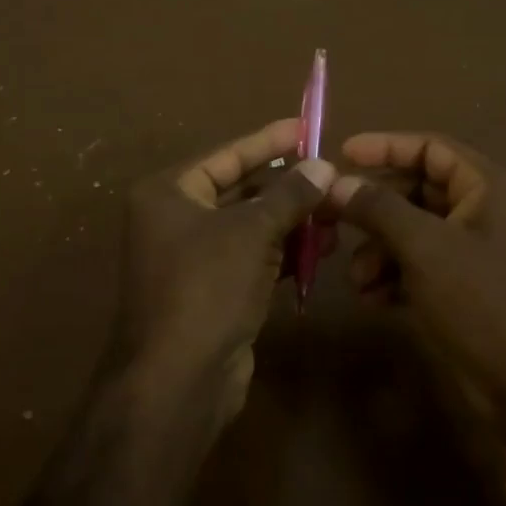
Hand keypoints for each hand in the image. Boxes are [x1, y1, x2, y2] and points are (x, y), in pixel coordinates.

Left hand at [120, 118, 335, 430]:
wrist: (178, 378)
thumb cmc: (206, 287)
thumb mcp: (251, 232)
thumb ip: (289, 195)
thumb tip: (324, 165)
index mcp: (168, 193)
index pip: (226, 156)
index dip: (267, 141)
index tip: (306, 127)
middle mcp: (175, 220)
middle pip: (241, 191)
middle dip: (288, 187)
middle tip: (332, 175)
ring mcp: (194, 258)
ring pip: (251, 228)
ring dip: (292, 221)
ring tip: (337, 213)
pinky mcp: (214, 291)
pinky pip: (254, 259)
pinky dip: (284, 253)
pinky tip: (322, 248)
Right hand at [327, 132, 505, 446]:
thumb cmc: (485, 302)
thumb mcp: (426, 248)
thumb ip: (378, 209)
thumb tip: (335, 182)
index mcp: (486, 187)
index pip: (430, 148)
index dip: (385, 146)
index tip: (341, 154)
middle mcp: (480, 212)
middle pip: (415, 190)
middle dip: (373, 208)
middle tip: (330, 218)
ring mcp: (470, 252)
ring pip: (411, 232)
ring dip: (377, 249)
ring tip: (357, 278)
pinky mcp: (461, 289)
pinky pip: (417, 267)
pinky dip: (392, 277)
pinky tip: (372, 299)